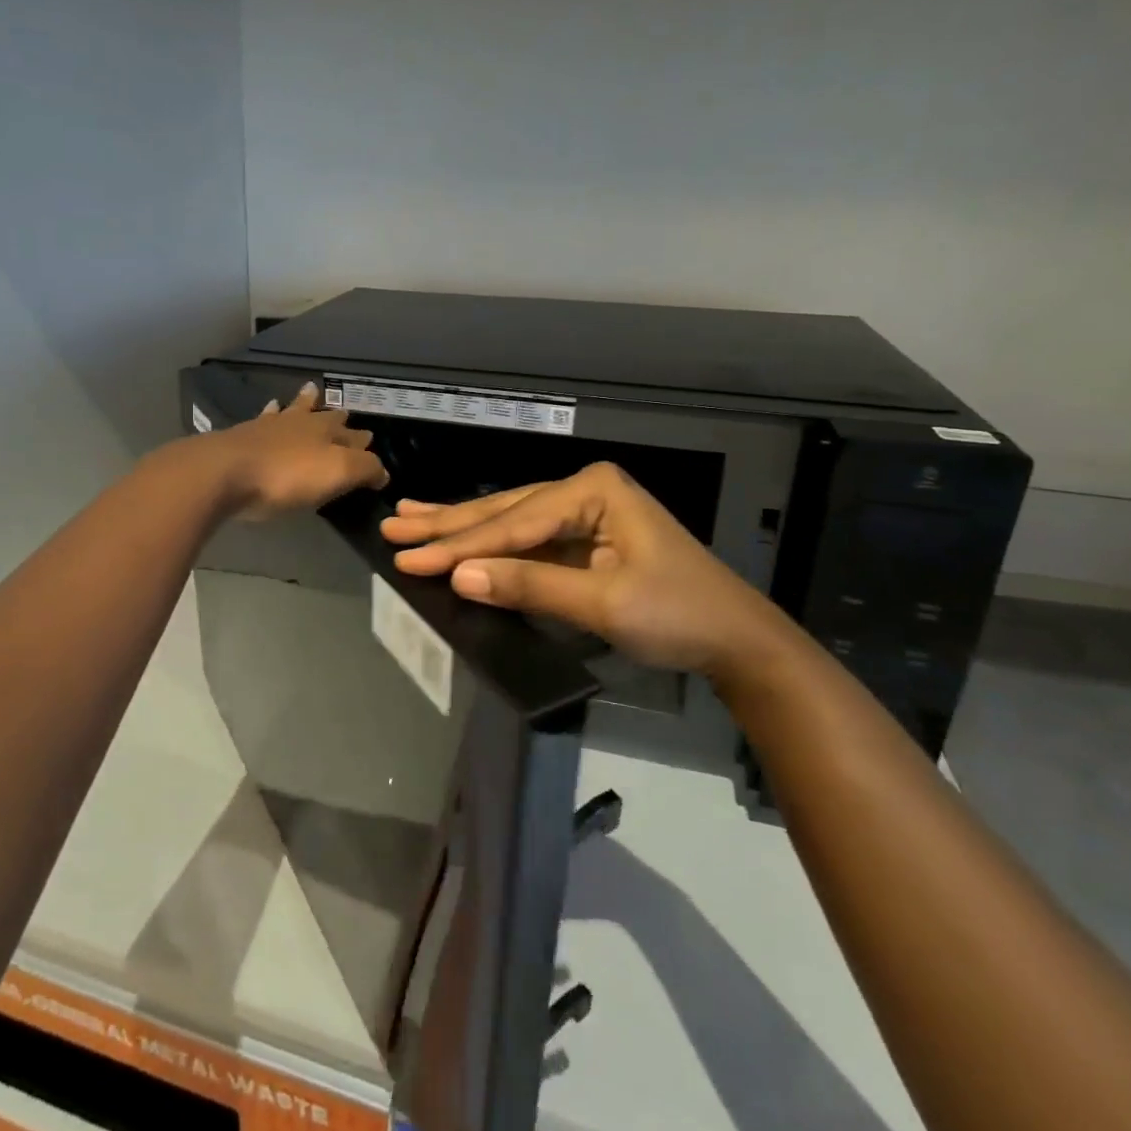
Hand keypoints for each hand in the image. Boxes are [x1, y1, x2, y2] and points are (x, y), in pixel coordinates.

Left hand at [210, 382, 389, 519]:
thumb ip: (365, 469)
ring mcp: (270, 427)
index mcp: (327, 433)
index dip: (364, 442)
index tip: (371, 441)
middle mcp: (302, 424)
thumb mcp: (338, 473)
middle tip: (344, 411)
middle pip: (324, 417)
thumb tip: (383, 471)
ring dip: (303, 403)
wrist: (226, 472)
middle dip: (336, 416)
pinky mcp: (244, 436)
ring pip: (293, 410)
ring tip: (310, 391)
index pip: (354, 436)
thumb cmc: (287, 476)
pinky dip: (271, 414)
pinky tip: (269, 410)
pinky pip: (265, 419)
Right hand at [381, 461, 798, 677]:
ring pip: (510, 522)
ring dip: (461, 526)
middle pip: (505, 511)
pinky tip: (458, 540)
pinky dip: (490, 547)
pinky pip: (526, 542)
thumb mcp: (603, 604)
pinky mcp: (582, 542)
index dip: (460, 545)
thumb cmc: (678, 615)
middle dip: (449, 523)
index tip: (407, 557)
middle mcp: (584, 492)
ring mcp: (583, 515)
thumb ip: (530, 586)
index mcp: (593, 491)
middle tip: (394, 524)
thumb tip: (460, 576)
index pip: (514, 522)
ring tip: (411, 518)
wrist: (735, 640)